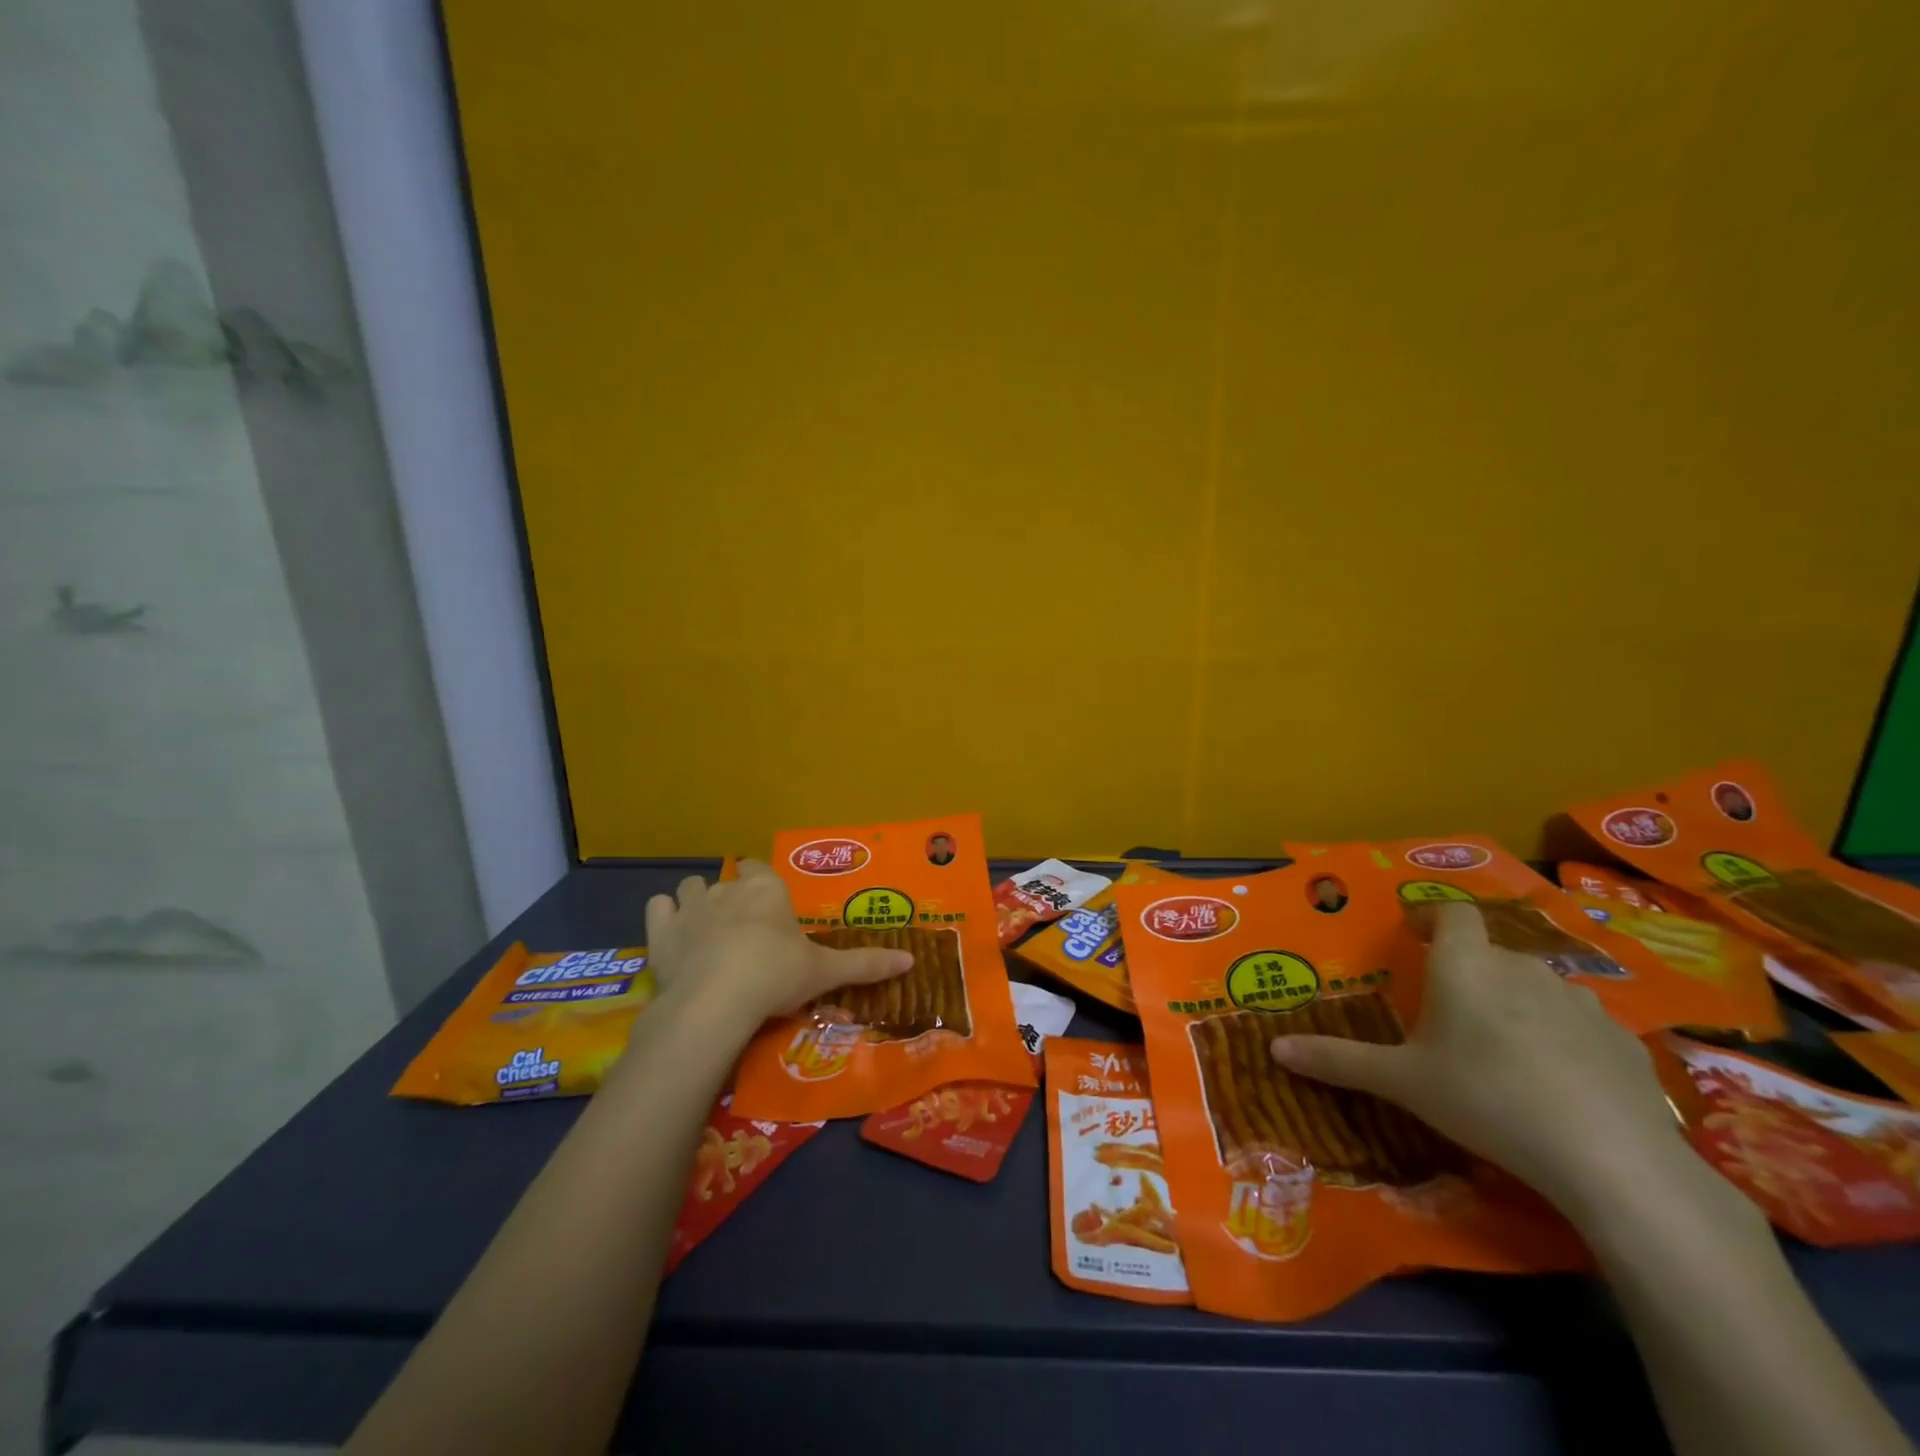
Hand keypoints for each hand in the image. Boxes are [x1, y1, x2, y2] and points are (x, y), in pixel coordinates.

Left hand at [642, 861, 912, 1031]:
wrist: (718, 1000)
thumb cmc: (777, 976)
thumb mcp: (826, 972)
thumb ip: (866, 964)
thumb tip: (912, 960)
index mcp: (767, 890)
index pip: (760, 868)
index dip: (761, 883)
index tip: (768, 906)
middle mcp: (729, 888)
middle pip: (727, 879)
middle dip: (732, 897)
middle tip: (744, 930)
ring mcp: (691, 907)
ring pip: (690, 887)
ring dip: (696, 902)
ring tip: (707, 931)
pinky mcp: (661, 931)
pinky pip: (658, 907)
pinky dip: (664, 917)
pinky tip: (673, 935)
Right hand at [1268, 901, 1692, 1221]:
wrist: (1610, 1157)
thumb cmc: (1485, 1098)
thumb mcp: (1401, 1081)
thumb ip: (1338, 1060)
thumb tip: (1274, 1049)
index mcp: (1465, 965)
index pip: (1450, 913)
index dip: (1432, 917)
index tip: (1416, 935)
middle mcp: (1521, 967)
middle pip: (1490, 952)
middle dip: (1469, 971)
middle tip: (1450, 1012)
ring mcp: (1580, 1001)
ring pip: (1537, 987)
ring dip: (1517, 1003)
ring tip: (1503, 1048)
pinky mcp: (1624, 1040)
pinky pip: (1580, 1025)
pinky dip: (1563, 1039)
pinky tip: (1559, 1082)